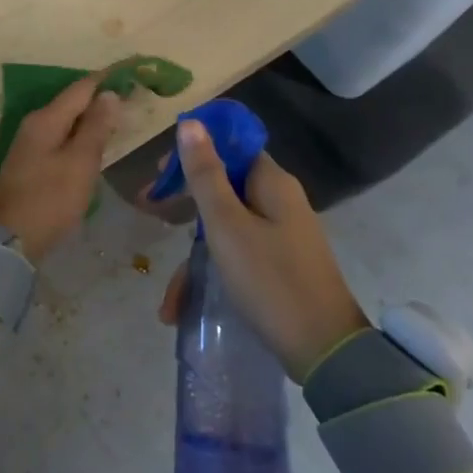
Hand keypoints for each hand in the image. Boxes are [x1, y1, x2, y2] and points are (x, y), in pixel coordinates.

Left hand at [0, 74, 125, 261]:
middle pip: (72, 103)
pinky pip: (60, 140)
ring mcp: (30, 145)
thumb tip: (109, 94)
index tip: (133, 73)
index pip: (81, 88)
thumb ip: (96, 127)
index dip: (107, 79)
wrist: (10, 238)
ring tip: (120, 120)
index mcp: (46, 119)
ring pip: (66, 122)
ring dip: (91, 119)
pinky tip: (94, 146)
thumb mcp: (80, 162)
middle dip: (100, 99)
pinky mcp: (30, 165)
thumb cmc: (50, 198)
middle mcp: (35, 125)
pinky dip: (80, 138)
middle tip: (133, 99)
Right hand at [152, 118, 367, 380]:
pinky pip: (235, 257)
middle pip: (223, 187)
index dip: (193, 153)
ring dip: (191, 258)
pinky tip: (183, 309)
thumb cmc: (270, 279)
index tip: (159, 172)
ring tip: (168, 298)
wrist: (323, 349)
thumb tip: (190, 122)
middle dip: (183, 203)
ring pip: (224, 229)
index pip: (231, 148)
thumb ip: (205, 175)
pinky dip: (210, 275)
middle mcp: (279, 202)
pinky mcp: (278, 265)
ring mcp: (280, 236)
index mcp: (272, 184)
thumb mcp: (227, 225)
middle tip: (149, 211)